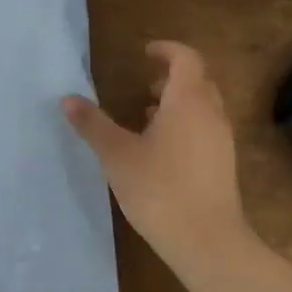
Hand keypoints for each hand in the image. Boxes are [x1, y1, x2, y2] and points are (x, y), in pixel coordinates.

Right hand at [63, 42, 255, 272]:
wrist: (208, 241)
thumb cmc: (160, 189)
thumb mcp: (117, 155)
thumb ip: (93, 124)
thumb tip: (67, 98)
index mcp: (188, 100)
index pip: (186, 58)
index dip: (167, 50)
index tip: (145, 53)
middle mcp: (211, 113)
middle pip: (198, 80)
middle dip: (172, 77)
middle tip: (145, 86)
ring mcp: (222, 139)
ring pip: (204, 106)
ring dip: (179, 103)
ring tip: (148, 118)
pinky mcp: (224, 164)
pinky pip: (207, 129)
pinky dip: (187, 124)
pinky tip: (162, 151)